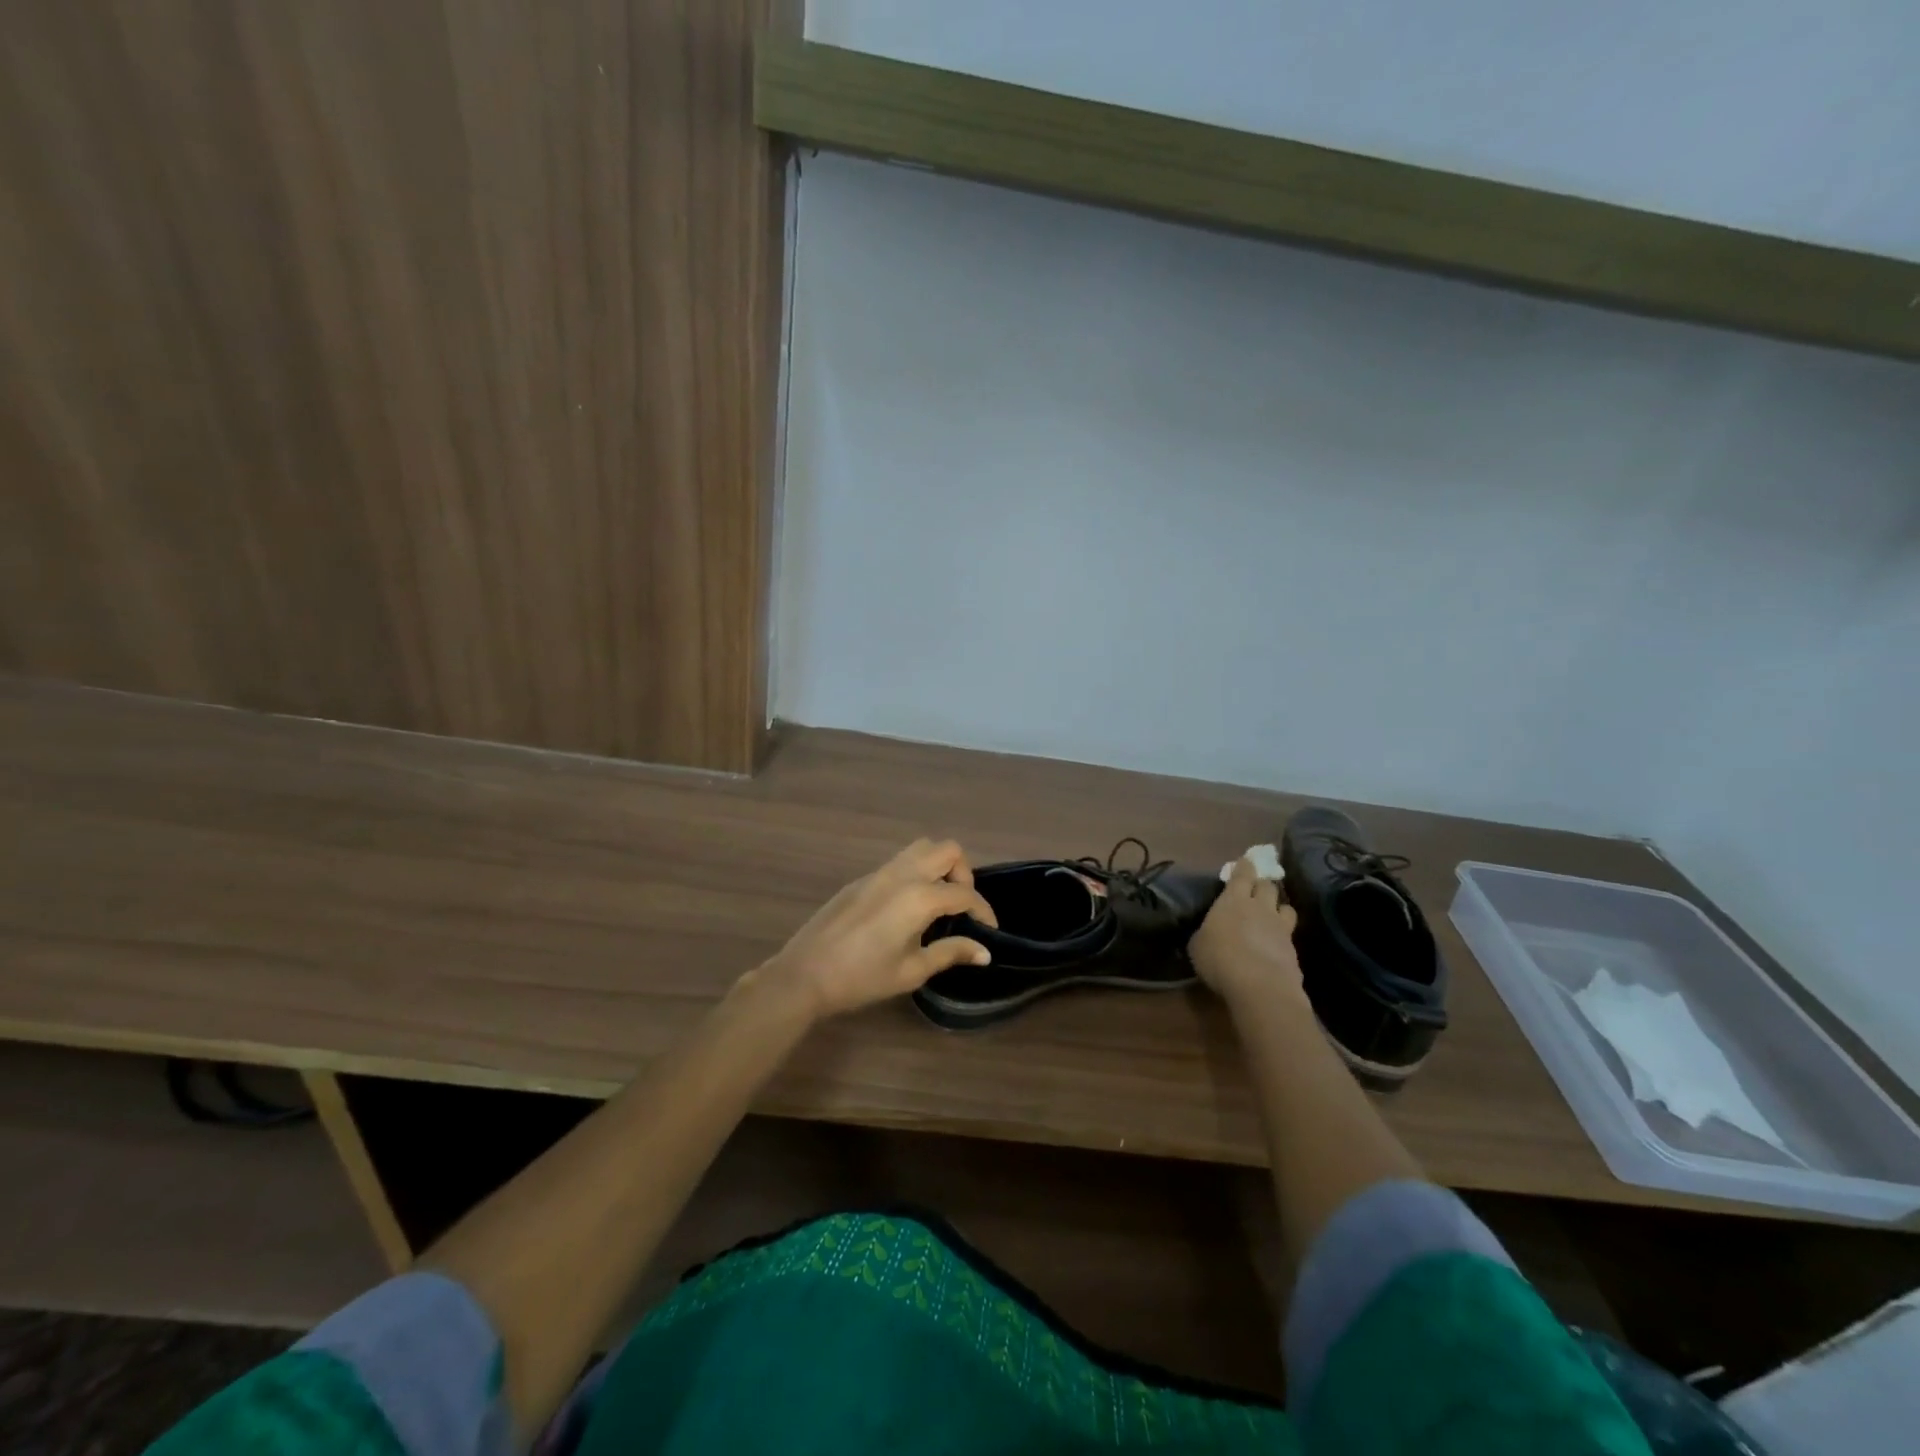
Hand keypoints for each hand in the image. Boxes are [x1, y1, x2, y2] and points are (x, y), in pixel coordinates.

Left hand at [747, 839, 997, 1020]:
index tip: (989, 932)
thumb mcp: (912, 971)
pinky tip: (907, 908)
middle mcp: (902, 874)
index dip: (983, 911)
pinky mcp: (861, 880)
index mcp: (919, 897)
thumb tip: (984, 951)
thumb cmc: (862, 978)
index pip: (965, 894)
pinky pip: (898, 863)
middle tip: (960, 907)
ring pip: (920, 848)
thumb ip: (950, 953)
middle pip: (947, 850)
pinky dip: (915, 874)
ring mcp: (879, 873)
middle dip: (963, 874)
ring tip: (937, 902)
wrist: (804, 975)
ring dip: (938, 867)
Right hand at [1190, 856, 1304, 1009]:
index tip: (1247, 861)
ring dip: (1279, 908)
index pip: (1242, 874)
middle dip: (1263, 884)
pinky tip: (1276, 946)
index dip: (1245, 866)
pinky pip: (1290, 935)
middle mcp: (1260, 907)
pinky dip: (1283, 936)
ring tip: (1274, 914)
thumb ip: (1206, 932)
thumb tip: (1209, 932)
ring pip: (1286, 907)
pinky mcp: (1293, 949)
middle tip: (1257, 889)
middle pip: (1268, 886)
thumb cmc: (1219, 958)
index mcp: (1233, 900)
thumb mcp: (1198, 944)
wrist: (1259, 985)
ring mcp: (1280, 928)